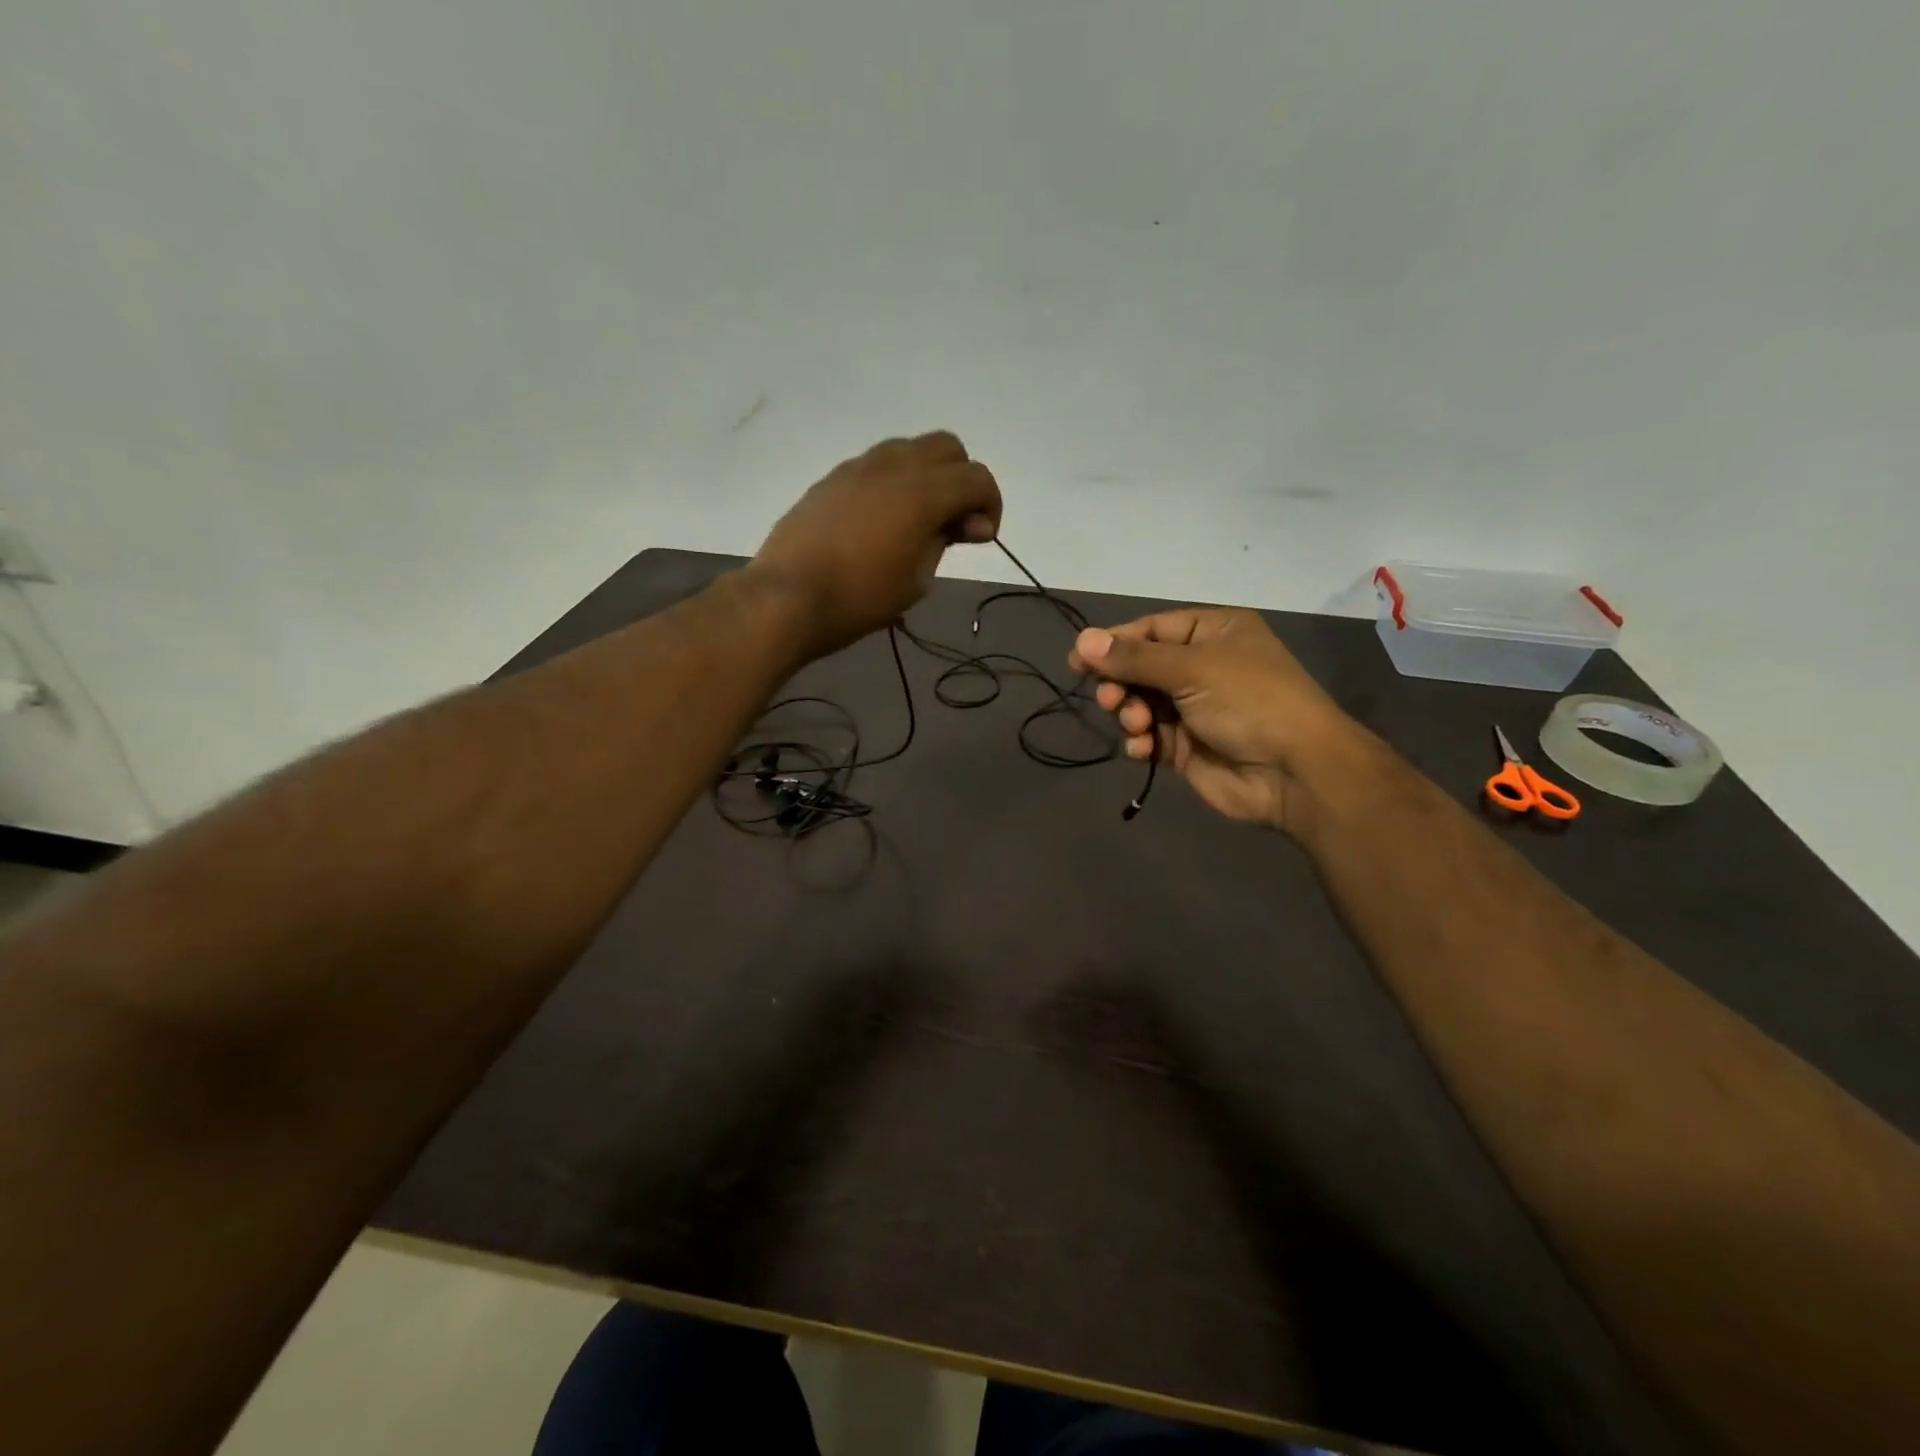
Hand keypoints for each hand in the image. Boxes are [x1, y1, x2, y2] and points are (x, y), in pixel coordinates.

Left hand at [751, 432, 1002, 655]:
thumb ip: (945, 541)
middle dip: (961, 480)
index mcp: (923, 492)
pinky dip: (893, 483)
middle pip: (947, 448)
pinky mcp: (832, 479)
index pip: (977, 478)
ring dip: (926, 476)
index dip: (990, 505)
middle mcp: (894, 466)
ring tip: (917, 520)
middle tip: (953, 523)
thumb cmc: (860, 598)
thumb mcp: (917, 580)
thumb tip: (966, 522)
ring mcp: (858, 467)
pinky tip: (881, 521)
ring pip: (909, 449)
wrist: (787, 597)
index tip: (981, 537)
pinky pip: (876, 465)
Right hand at [1068, 608, 1362, 834]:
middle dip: (1120, 683)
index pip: (1151, 630)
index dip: (1114, 643)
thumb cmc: (1249, 701)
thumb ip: (1133, 658)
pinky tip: (1143, 749)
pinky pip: (1150, 738)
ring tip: (1137, 725)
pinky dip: (1140, 742)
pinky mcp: (1187, 747)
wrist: (1295, 772)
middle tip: (1109, 699)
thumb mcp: (1191, 668)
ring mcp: (1195, 709)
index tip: (1078, 660)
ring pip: (1140, 704)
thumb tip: (1082, 640)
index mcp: (1213, 633)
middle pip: (1140, 668)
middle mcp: (1203, 666)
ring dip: (1130, 713)